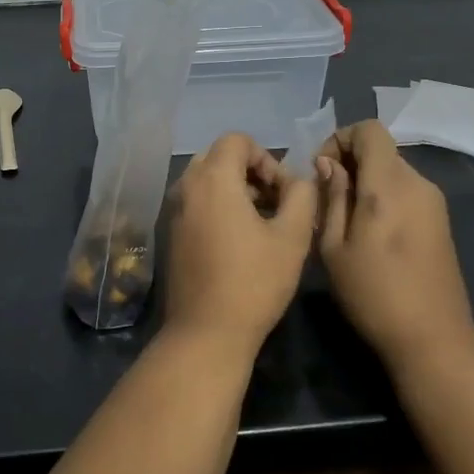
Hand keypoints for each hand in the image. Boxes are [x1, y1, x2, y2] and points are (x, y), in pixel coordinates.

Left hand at [162, 133, 317, 350]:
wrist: (206, 332)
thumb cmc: (254, 282)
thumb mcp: (292, 237)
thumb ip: (301, 196)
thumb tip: (298, 180)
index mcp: (212, 179)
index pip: (237, 140)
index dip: (266, 158)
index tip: (283, 192)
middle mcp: (186, 187)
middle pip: (219, 157)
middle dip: (250, 172)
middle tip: (274, 204)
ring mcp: (173, 211)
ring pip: (206, 181)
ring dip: (235, 190)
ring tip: (262, 224)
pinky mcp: (171, 234)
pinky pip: (196, 203)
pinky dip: (218, 207)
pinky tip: (238, 241)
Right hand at [316, 121, 473, 372]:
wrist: (432, 340)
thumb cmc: (373, 294)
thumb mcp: (334, 246)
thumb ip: (332, 197)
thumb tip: (329, 164)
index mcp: (389, 185)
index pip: (369, 130)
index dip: (340, 138)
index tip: (321, 171)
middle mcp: (417, 183)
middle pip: (380, 150)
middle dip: (349, 163)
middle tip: (325, 199)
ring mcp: (434, 202)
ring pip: (391, 171)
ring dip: (365, 182)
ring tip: (343, 220)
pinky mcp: (440, 221)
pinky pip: (405, 192)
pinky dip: (383, 197)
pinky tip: (370, 235)